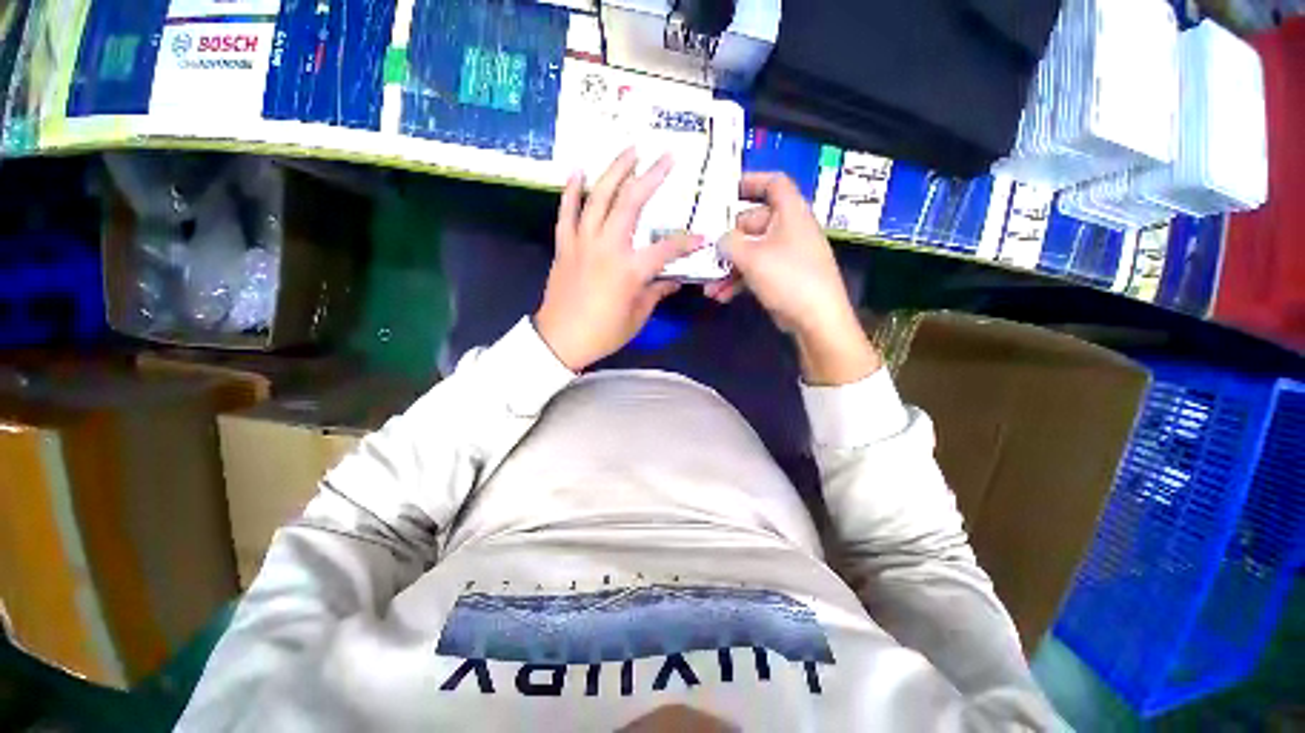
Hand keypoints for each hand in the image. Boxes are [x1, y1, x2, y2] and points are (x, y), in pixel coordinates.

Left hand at [535, 149, 703, 371]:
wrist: (560, 340)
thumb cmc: (603, 333)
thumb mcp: (637, 317)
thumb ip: (656, 293)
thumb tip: (673, 281)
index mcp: (630, 270)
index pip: (667, 248)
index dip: (687, 242)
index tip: (703, 236)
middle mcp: (608, 248)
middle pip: (631, 203)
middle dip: (652, 177)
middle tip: (666, 156)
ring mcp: (583, 243)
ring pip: (599, 198)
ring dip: (615, 171)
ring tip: (630, 150)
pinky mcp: (564, 246)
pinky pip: (566, 213)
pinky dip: (571, 191)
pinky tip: (577, 170)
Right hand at [713, 172, 880, 385]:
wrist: (816, 319)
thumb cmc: (788, 277)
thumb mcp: (752, 257)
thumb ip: (729, 243)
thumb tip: (719, 240)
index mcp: (790, 213)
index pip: (774, 183)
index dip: (751, 180)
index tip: (726, 189)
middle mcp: (789, 230)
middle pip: (753, 223)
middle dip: (728, 241)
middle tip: (707, 253)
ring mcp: (787, 255)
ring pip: (751, 252)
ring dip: (728, 268)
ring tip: (709, 286)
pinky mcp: (783, 278)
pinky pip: (756, 271)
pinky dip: (738, 281)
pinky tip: (721, 296)